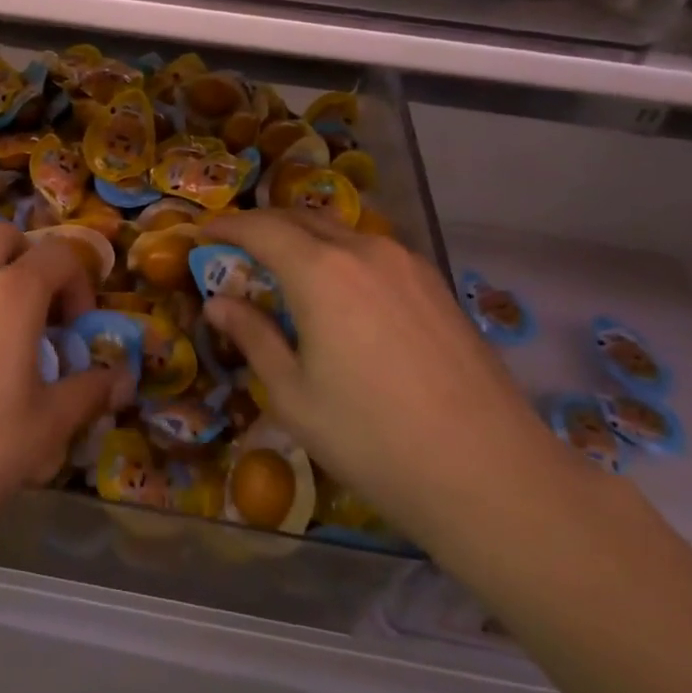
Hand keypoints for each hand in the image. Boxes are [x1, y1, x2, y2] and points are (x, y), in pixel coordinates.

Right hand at [202, 211, 563, 552]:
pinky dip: (341, 255)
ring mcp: (407, 264)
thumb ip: (254, 338)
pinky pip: (373, 251)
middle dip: (263, 226)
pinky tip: (340, 290)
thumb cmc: (374, 440)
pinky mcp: (436, 285)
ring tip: (286, 267)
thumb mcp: (295, 396)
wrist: (489, 473)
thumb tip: (218, 303)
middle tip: (237, 248)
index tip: (202, 234)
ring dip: (304, 238)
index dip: (227, 227)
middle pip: (301, 219)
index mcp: (321, 272)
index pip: (261, 229)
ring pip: (341, 232)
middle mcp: (364, 251)